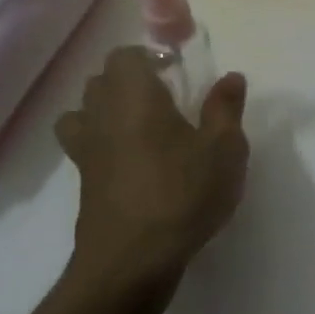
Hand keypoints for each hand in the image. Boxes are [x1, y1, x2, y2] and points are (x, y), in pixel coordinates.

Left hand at [54, 48, 249, 286]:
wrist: (133, 257)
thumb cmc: (183, 192)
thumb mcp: (224, 148)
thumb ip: (225, 108)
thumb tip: (231, 77)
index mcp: (134, 95)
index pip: (126, 56)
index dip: (149, 58)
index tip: (176, 73)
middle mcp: (101, 113)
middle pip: (102, 80)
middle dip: (130, 81)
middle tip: (167, 99)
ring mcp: (85, 149)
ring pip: (85, 112)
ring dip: (108, 110)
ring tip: (142, 127)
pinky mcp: (83, 181)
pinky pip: (85, 145)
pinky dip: (103, 143)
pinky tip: (133, 162)